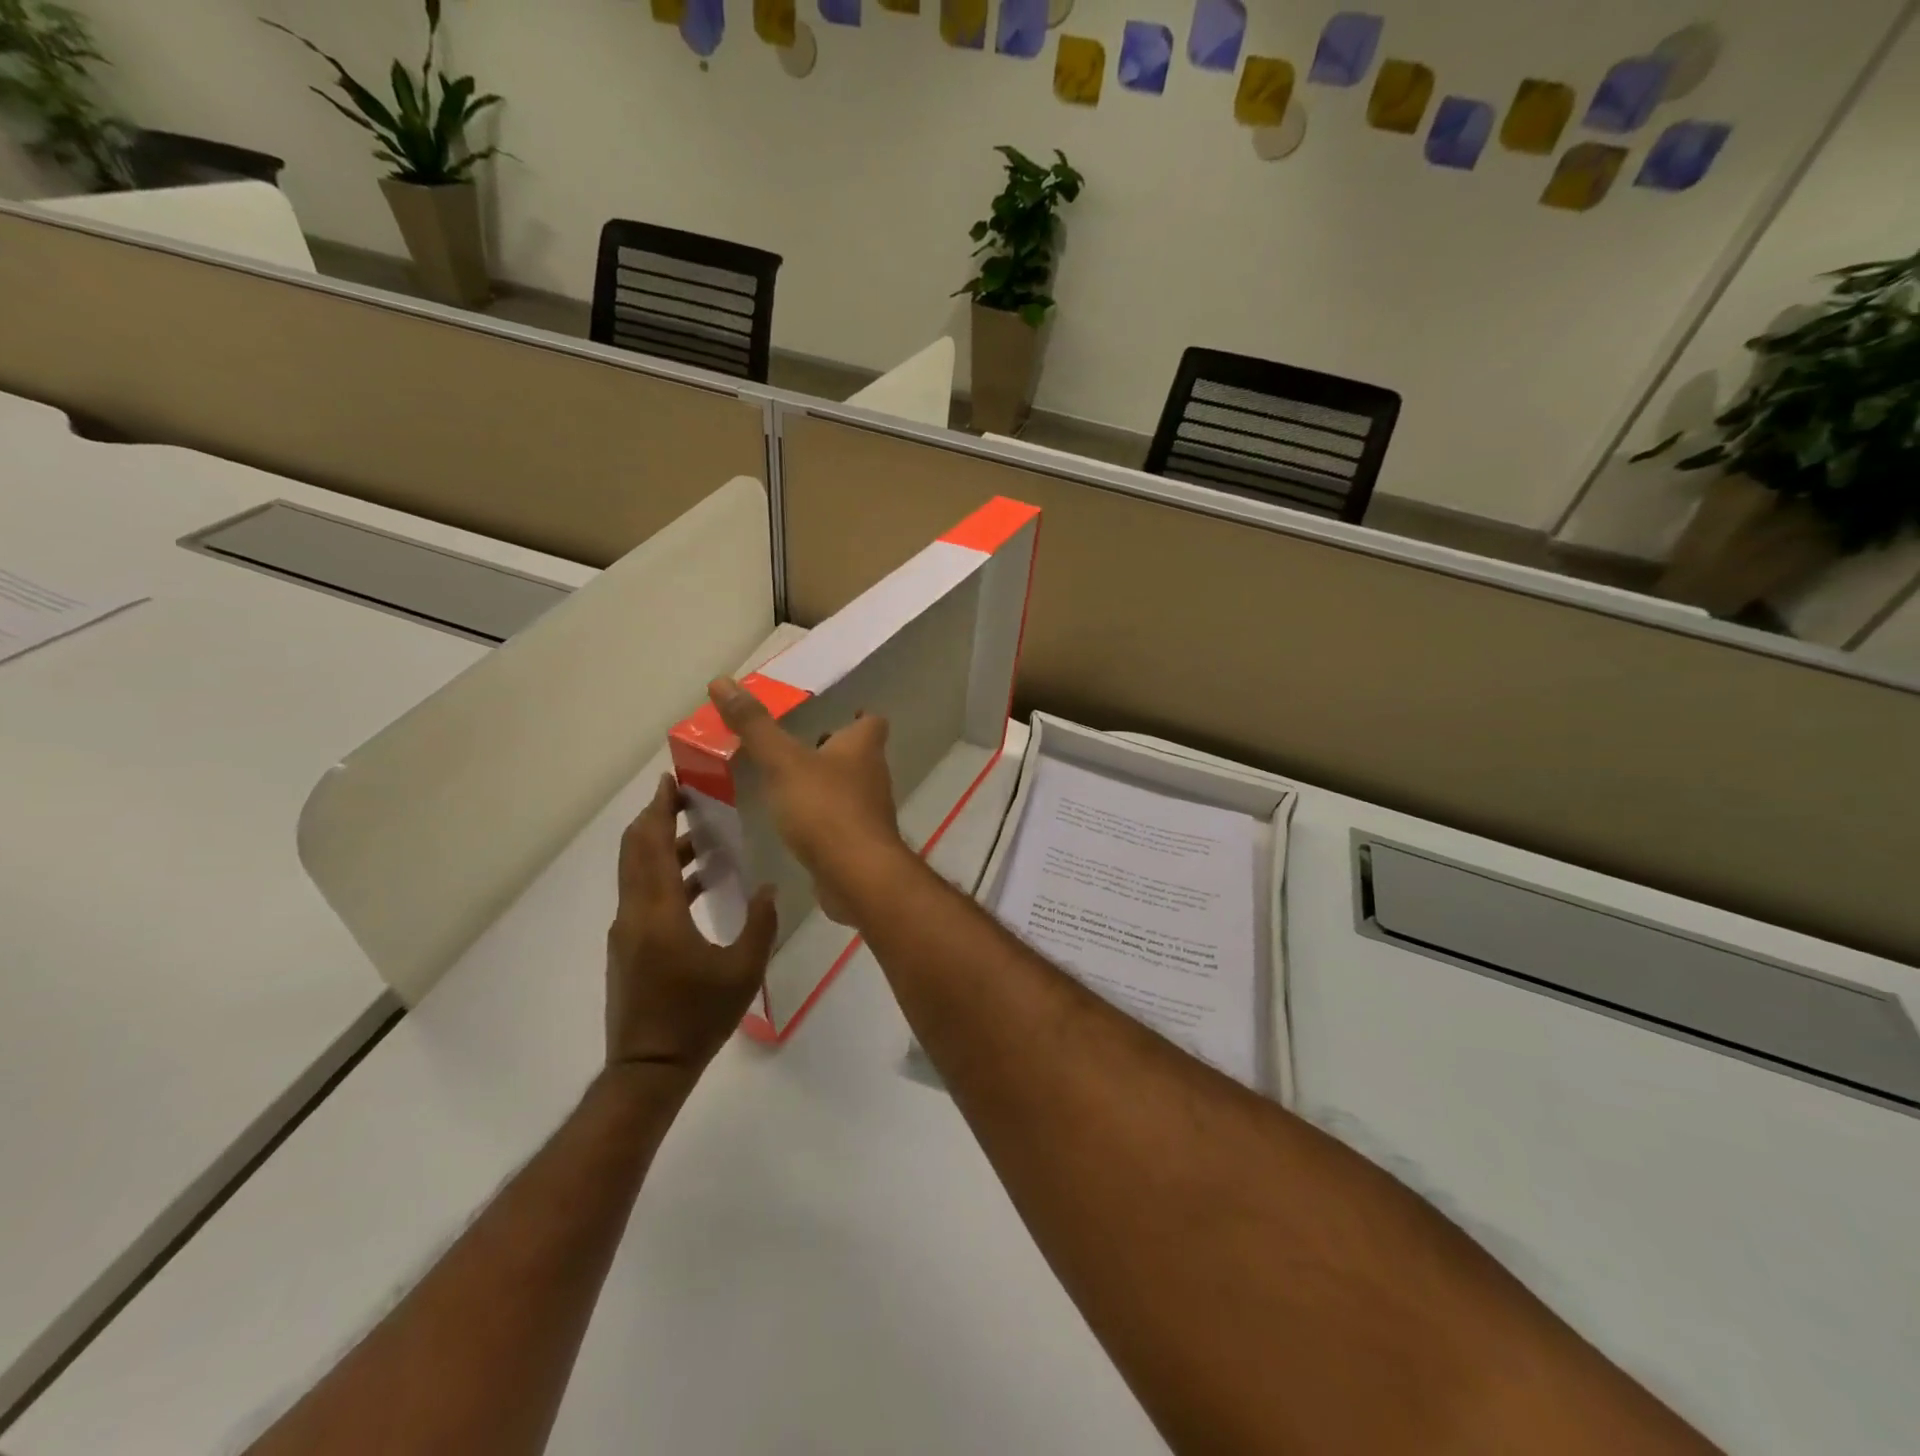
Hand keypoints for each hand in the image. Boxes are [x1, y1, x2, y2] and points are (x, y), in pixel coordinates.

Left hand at [606, 773, 776, 1072]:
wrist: (649, 1068)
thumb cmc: (698, 1017)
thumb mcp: (743, 970)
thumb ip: (760, 924)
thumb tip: (769, 888)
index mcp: (658, 912)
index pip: (652, 845)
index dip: (660, 810)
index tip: (671, 782)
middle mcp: (634, 914)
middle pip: (636, 851)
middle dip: (657, 819)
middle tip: (686, 798)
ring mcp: (626, 932)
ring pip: (637, 873)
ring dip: (663, 848)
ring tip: (702, 838)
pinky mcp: (628, 948)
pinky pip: (642, 895)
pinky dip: (664, 876)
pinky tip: (698, 885)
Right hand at [708, 676, 909, 924]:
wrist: (856, 874)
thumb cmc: (825, 808)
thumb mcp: (782, 762)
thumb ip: (754, 726)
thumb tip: (722, 681)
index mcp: (862, 748)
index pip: (872, 722)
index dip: (858, 716)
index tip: (840, 714)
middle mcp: (873, 775)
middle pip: (860, 754)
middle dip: (834, 750)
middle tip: (799, 746)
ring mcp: (870, 812)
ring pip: (850, 788)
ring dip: (826, 783)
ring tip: (790, 783)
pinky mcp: (860, 843)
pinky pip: (841, 821)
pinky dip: (823, 816)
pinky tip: (796, 823)